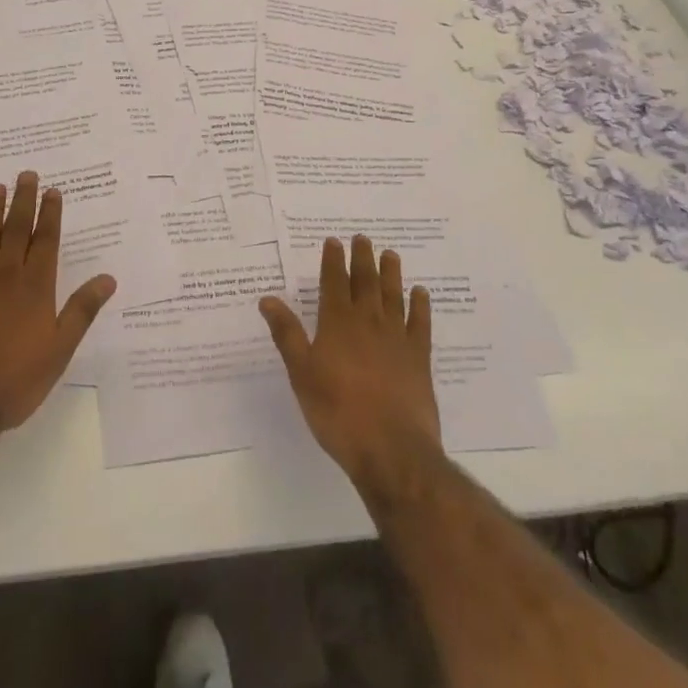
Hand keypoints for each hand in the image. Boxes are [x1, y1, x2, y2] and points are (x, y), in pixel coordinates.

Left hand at [0, 171, 115, 432]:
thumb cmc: (16, 380)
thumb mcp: (60, 349)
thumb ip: (82, 310)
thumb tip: (108, 279)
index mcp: (37, 287)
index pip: (47, 241)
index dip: (50, 214)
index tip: (52, 191)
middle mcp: (7, 274)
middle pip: (17, 229)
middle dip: (24, 201)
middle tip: (26, 174)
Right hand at [260, 236, 440, 494]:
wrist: (391, 448)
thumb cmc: (337, 411)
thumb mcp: (301, 373)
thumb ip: (287, 334)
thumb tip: (267, 299)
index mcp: (337, 323)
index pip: (333, 282)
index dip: (333, 260)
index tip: (333, 241)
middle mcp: (368, 322)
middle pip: (365, 282)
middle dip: (362, 259)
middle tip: (363, 238)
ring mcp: (397, 338)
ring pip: (393, 296)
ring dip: (391, 274)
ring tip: (390, 254)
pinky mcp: (419, 359)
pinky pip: (420, 324)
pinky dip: (420, 306)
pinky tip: (421, 294)